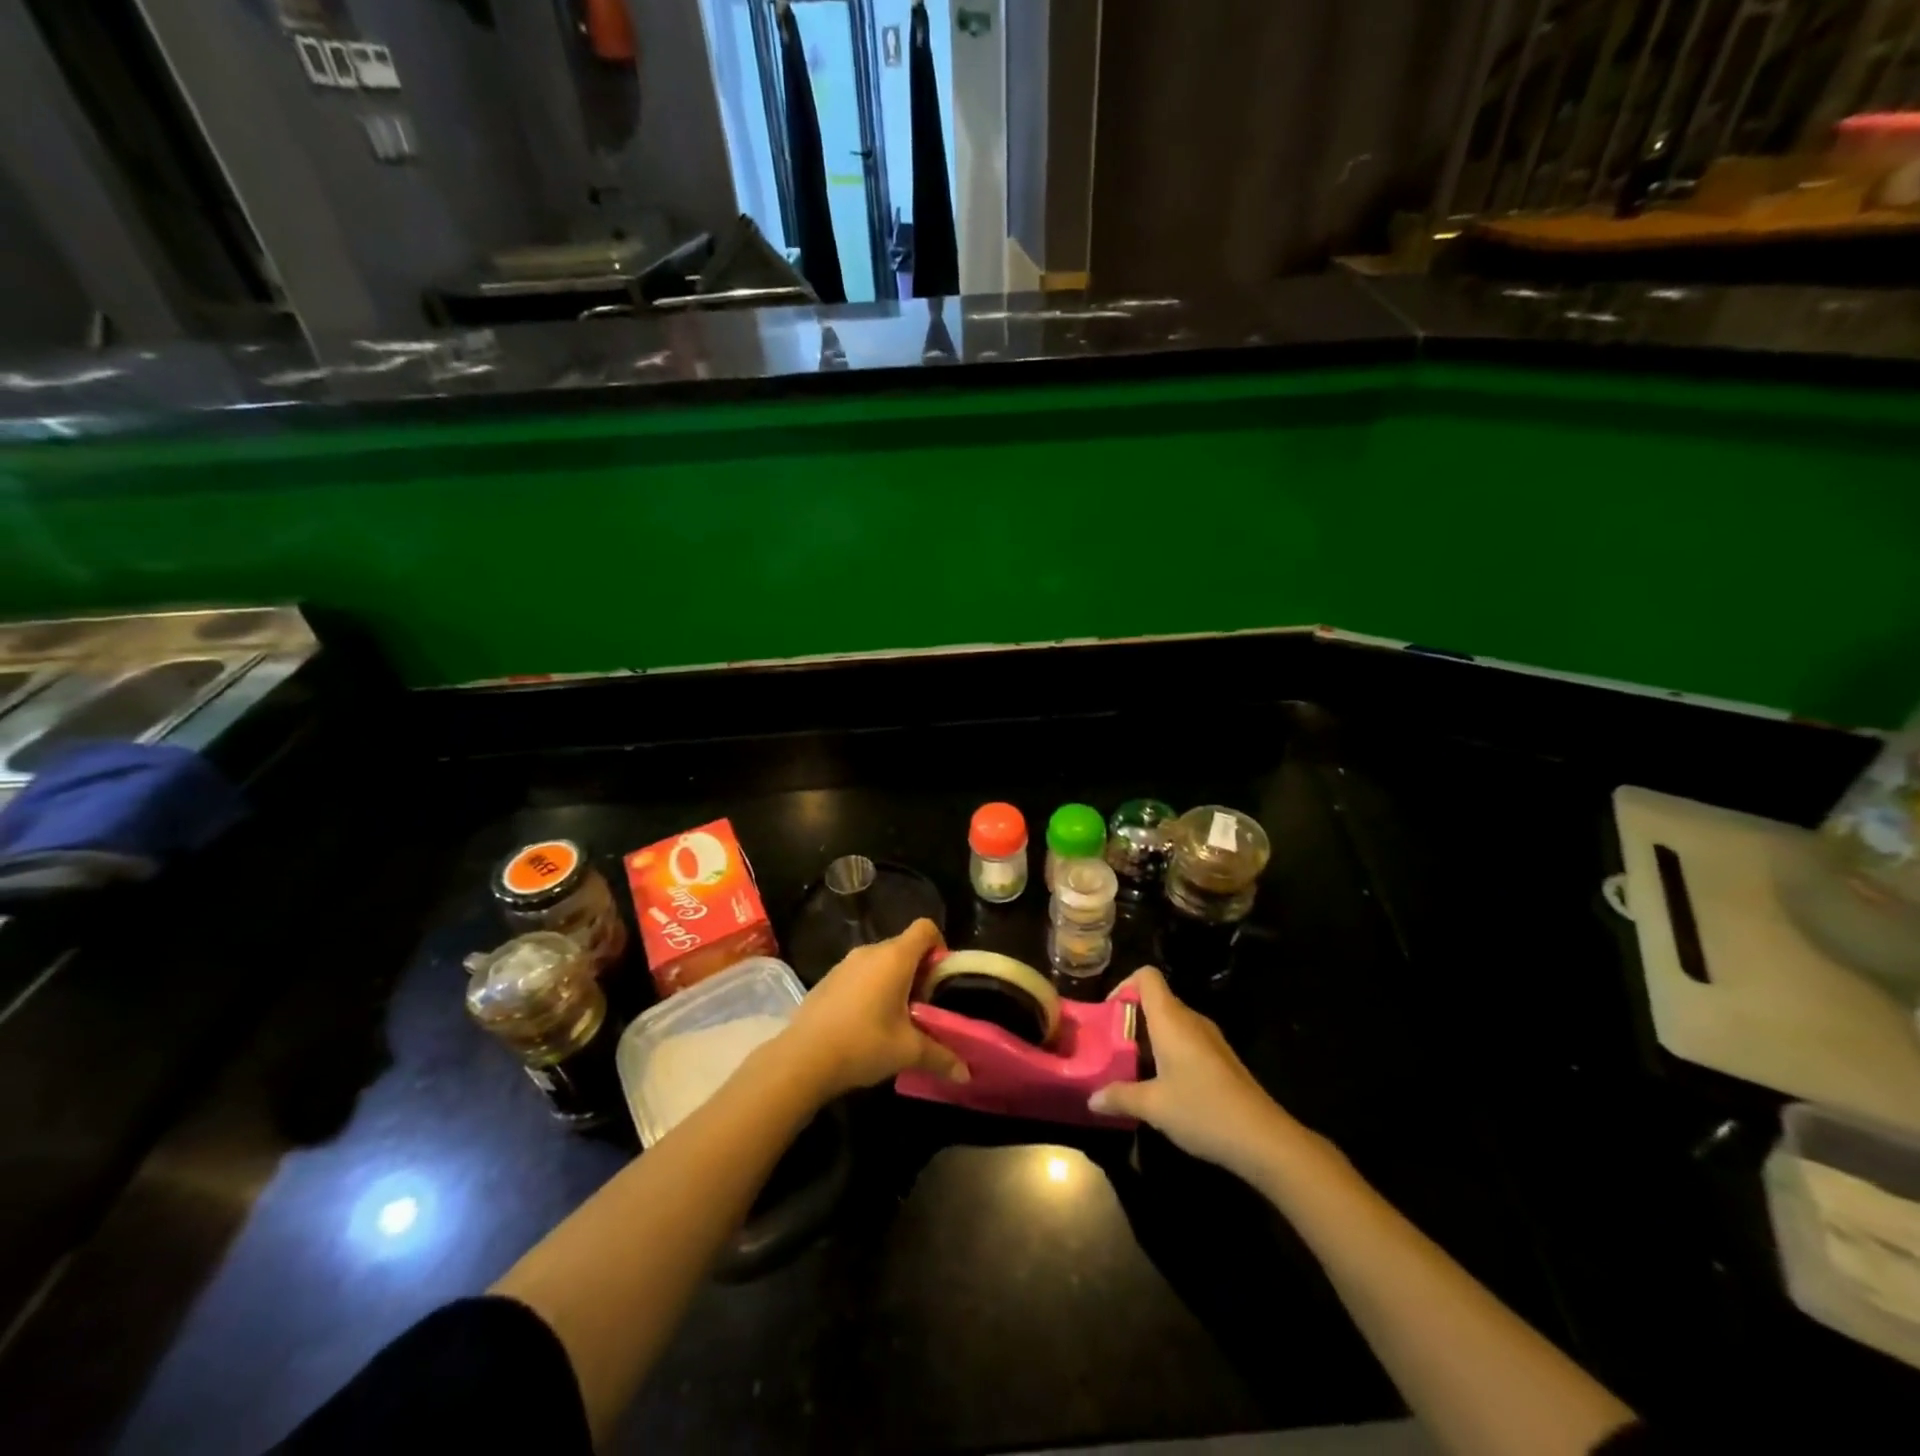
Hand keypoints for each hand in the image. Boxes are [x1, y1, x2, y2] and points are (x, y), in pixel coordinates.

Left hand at [784, 918, 969, 1098]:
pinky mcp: (828, 978)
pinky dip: (870, 987)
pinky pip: (860, 973)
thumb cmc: (863, 1044)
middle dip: (919, 971)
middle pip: (904, 946)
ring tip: (896, 1017)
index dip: (939, 947)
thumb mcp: (907, 1051)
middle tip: (923, 1006)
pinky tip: (866, 1022)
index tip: (941, 979)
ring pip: (881, 961)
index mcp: (895, 957)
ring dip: (894, 980)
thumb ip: (941, 1057)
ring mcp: (845, 963)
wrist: (802, 1058)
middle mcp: (870, 951)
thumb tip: (965, 1074)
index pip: (925, 928)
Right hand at [1088, 967, 1306, 1180]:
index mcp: (1171, 1020)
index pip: (1146, 976)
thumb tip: (1091, 1099)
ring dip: (1149, 1037)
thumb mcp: (1153, 1107)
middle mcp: (1191, 1020)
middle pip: (1157, 999)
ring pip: (1172, 1022)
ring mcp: (1210, 1039)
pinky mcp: (1222, 1059)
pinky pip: (1187, 1040)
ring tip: (1131, 1067)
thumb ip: (1119, 1097)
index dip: (1124, 985)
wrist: (1264, 1139)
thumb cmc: (1202, 1111)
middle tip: (1112, 1046)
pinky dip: (1169, 1051)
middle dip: (1131, 1017)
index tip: (1109, 1013)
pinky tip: (1163, 1085)